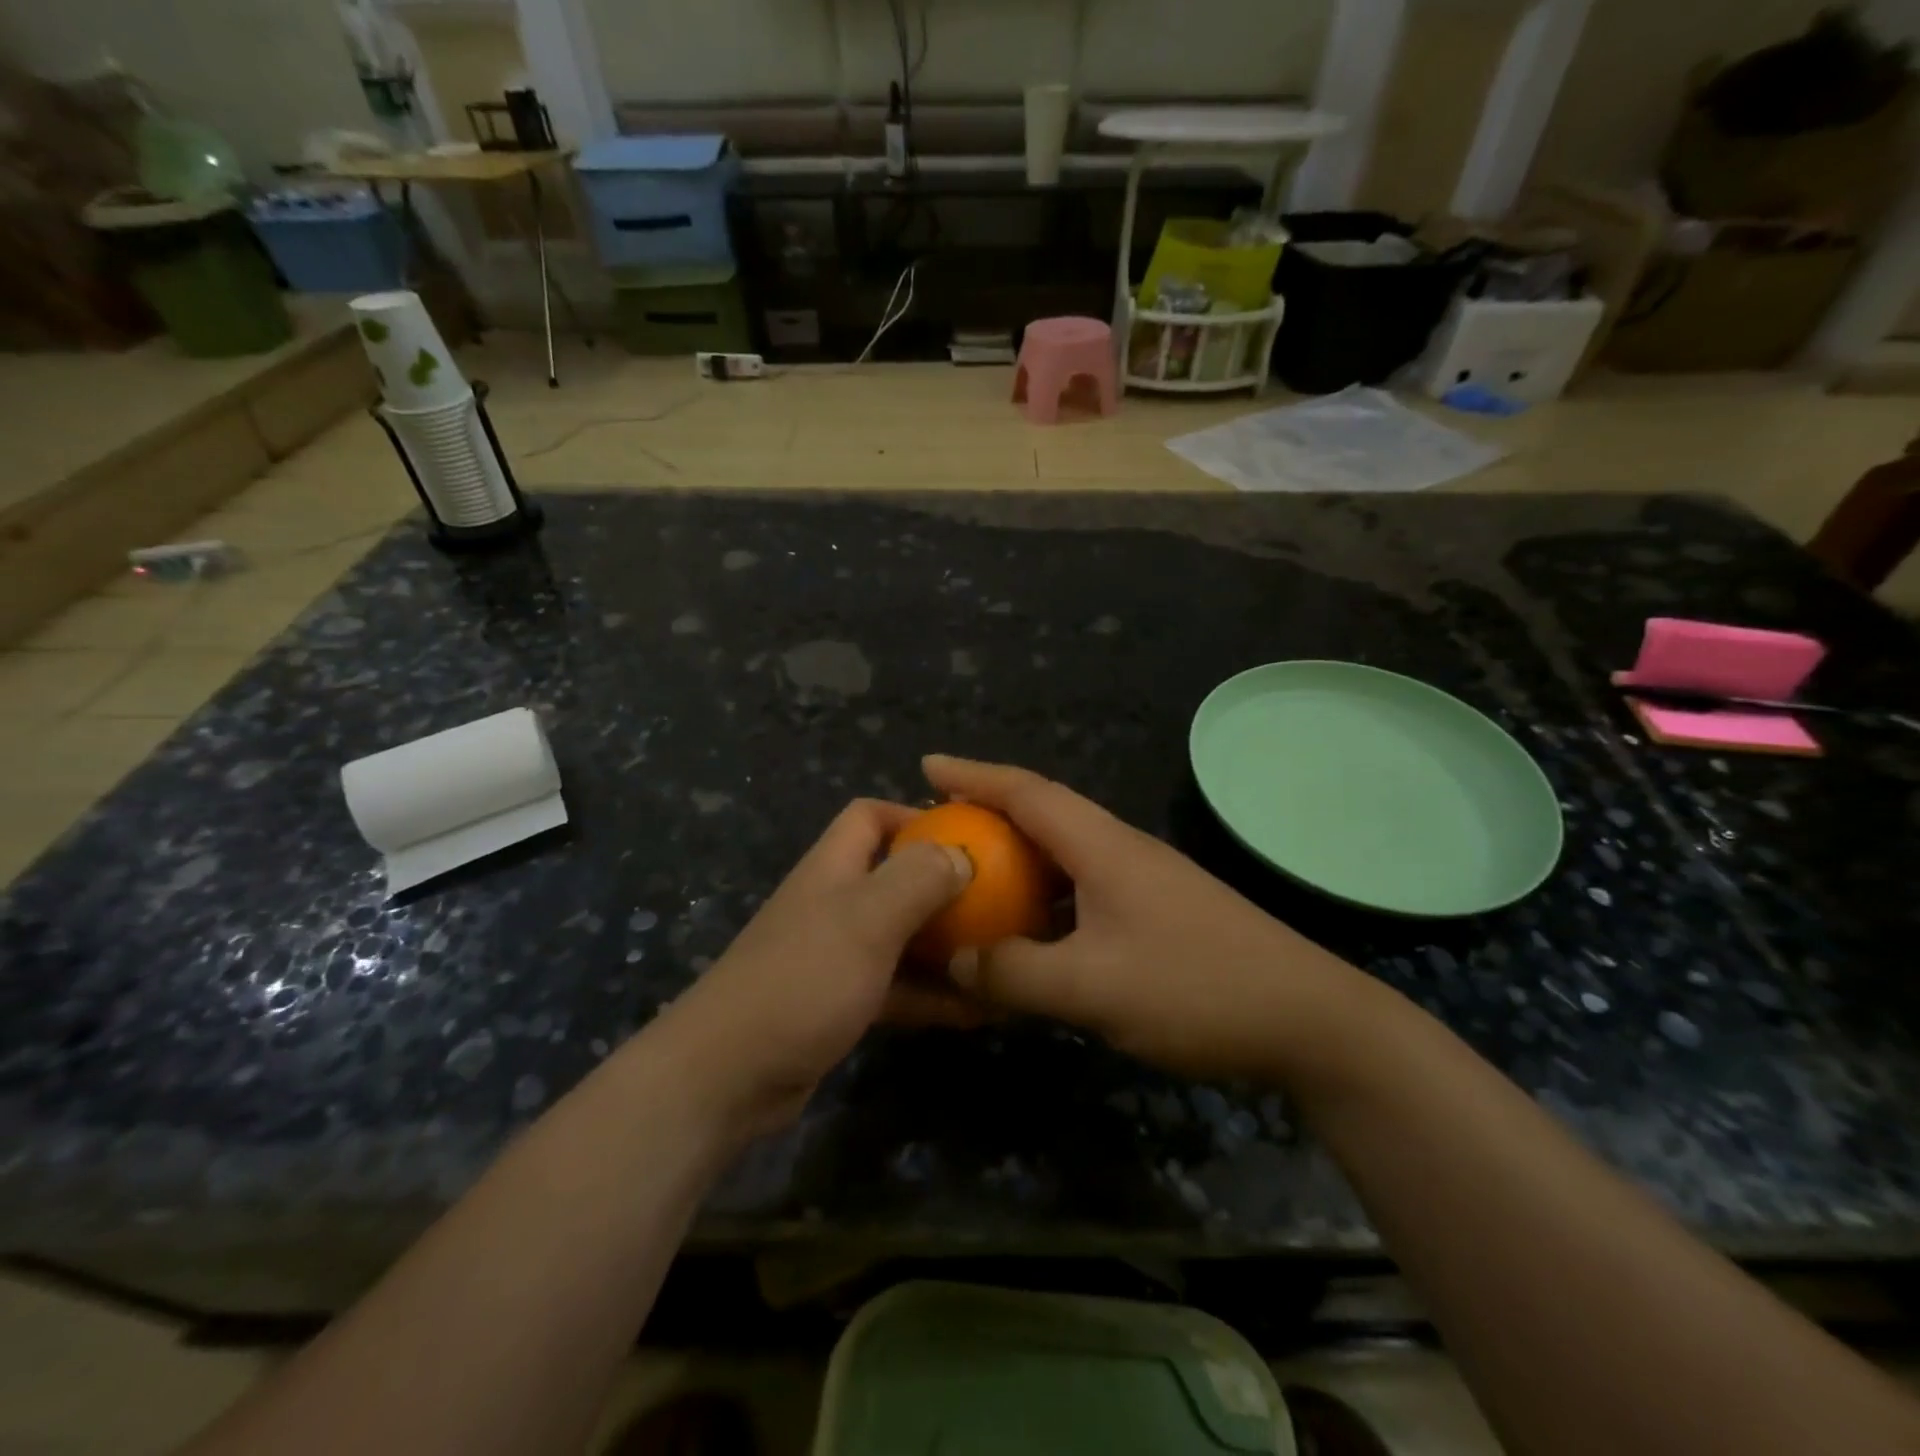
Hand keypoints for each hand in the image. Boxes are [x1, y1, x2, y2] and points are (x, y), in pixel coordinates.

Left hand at [656, 799, 982, 1138]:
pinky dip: (933, 993)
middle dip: (944, 887)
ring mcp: (836, 956)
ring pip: (902, 937)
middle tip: (1000, 904)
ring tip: (1002, 958)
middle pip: (894, 877)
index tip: (966, 838)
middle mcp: (834, 904)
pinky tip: (979, 1011)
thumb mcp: (867, 918)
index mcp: (833, 868)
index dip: (914, 816)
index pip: (869, 815)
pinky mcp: (841, 1003)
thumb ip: (917, 878)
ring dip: (947, 946)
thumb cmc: (803, 978)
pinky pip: (897, 986)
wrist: (729, 1074)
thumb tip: (962, 854)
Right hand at [926, 755, 1363, 1082]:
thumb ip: (1015, 973)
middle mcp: (1121, 850)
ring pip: (1064, 855)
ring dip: (1016, 856)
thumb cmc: (1197, 988)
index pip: (1027, 792)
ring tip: (972, 872)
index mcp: (1103, 846)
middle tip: (937, 823)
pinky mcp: (1157, 913)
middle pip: (1043, 814)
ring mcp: (1143, 881)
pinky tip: (1029, 929)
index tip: (926, 765)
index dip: (974, 774)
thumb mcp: (1093, 987)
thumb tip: (957, 960)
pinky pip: (1082, 890)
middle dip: (988, 810)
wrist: (1309, 1020)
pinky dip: (1044, 897)